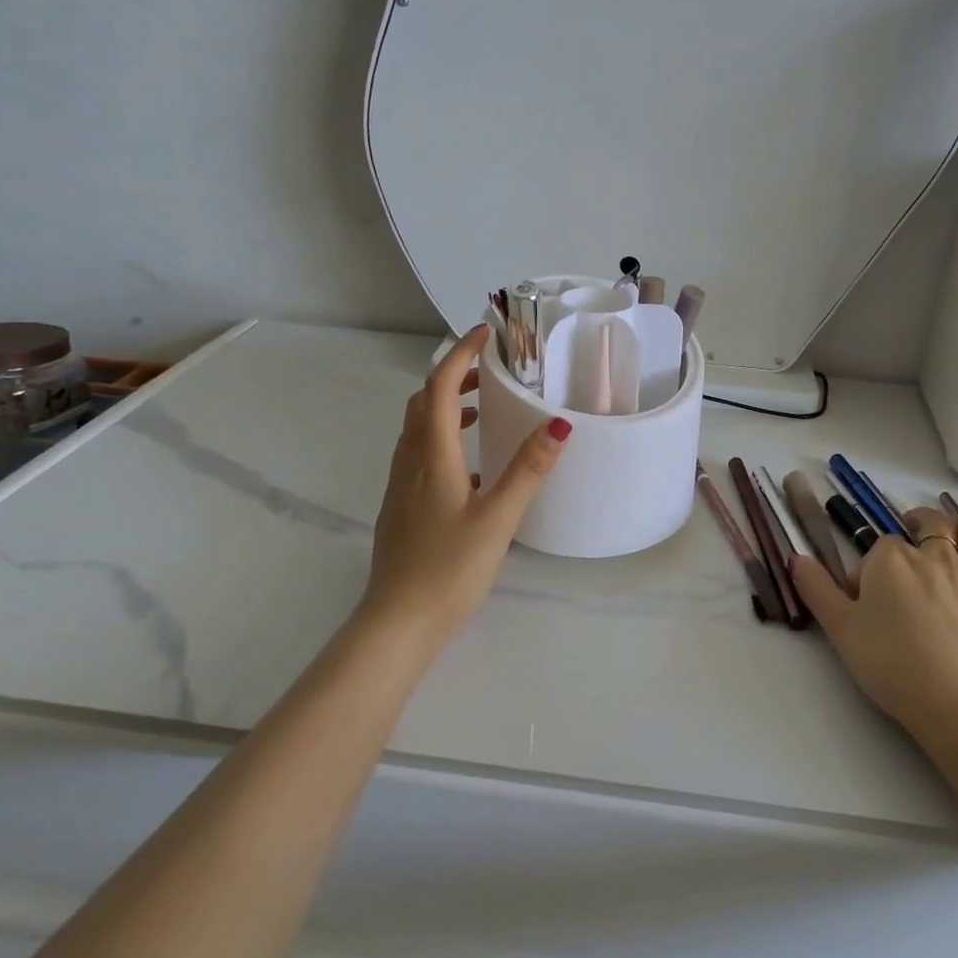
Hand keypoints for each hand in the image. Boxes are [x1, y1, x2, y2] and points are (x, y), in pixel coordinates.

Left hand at [363, 325, 569, 636]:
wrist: (397, 623)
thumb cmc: (449, 568)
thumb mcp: (498, 517)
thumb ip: (528, 469)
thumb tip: (559, 424)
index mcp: (432, 456)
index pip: (438, 387)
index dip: (460, 354)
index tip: (485, 333)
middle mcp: (409, 462)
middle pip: (422, 402)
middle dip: (452, 376)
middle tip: (489, 370)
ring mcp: (399, 486)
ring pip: (417, 428)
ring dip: (444, 406)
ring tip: (480, 408)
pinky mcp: (400, 507)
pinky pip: (418, 453)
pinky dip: (440, 437)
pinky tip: (469, 466)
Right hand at [790, 509, 957, 743]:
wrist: (957, 706)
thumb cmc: (891, 664)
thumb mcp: (839, 629)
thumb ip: (816, 588)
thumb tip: (795, 557)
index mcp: (891, 558)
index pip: (876, 549)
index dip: (868, 573)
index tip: (863, 604)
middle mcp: (935, 555)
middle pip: (928, 523)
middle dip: (916, 526)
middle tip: (907, 552)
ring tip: (956, 540)